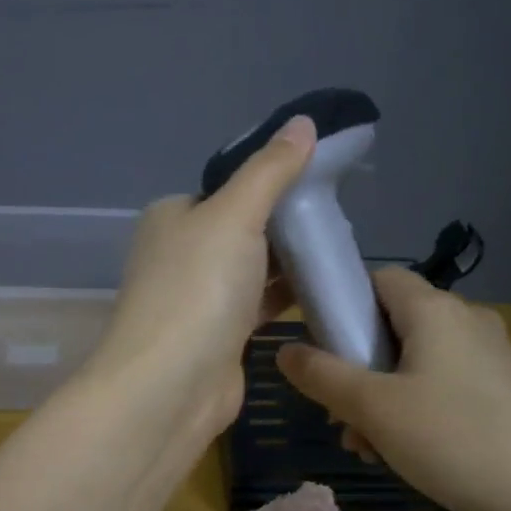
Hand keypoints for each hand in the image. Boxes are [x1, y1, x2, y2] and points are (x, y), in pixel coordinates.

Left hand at [87, 116, 315, 436]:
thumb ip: (269, 171)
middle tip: (340, 217)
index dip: (272, 181)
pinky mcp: (220, 336)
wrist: (170, 388)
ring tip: (341, 249)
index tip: (321, 179)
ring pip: (253, 268)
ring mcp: (199, 298)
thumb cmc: (197, 289)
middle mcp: (182, 253)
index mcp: (174, 216)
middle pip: (244, 227)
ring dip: (291, 261)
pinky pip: (260, 305)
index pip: (227, 188)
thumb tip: (302, 123)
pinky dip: (287, 296)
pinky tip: (325, 289)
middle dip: (288, 223)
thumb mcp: (234, 215)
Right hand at [276, 267, 510, 510]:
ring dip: (380, 397)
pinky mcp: (502, 389)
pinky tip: (402, 452)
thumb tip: (284, 349)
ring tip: (366, 446)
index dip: (342, 302)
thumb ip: (321, 374)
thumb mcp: (372, 408)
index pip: (377, 278)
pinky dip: (413, 408)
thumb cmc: (451, 438)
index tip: (320, 345)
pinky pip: (441, 383)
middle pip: (392, 325)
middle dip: (356, 367)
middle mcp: (465, 320)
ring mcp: (489, 355)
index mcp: (434, 309)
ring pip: (414, 361)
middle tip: (339, 413)